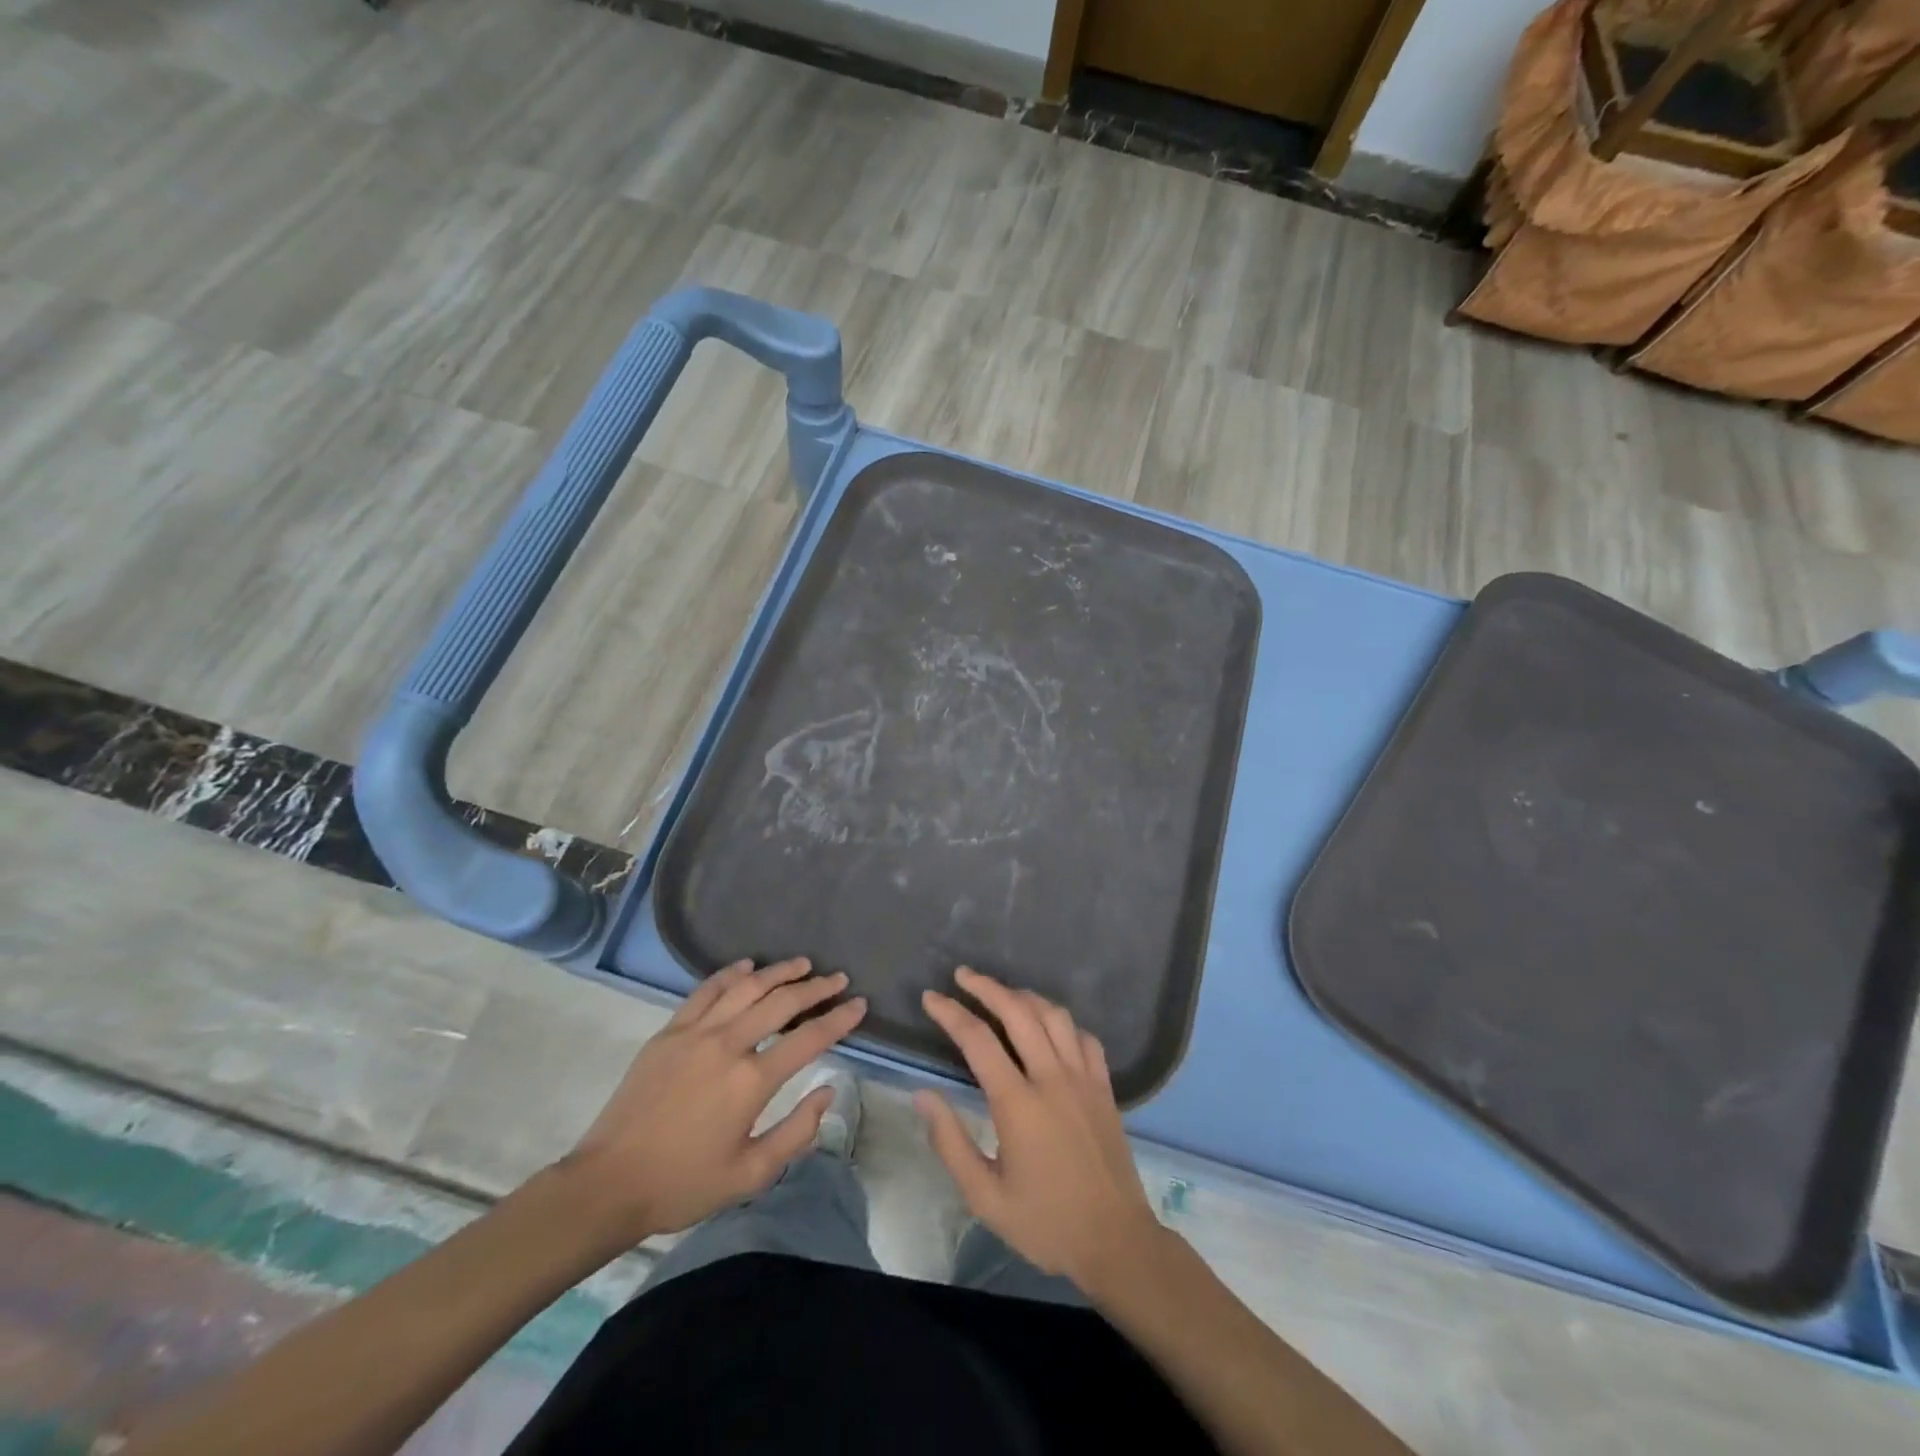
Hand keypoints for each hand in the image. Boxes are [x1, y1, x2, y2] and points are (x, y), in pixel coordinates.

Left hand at [560, 958, 866, 1244]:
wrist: (608, 1184)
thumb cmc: (684, 1185)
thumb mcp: (750, 1174)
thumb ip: (797, 1132)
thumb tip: (828, 1092)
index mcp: (752, 1081)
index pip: (809, 1038)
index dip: (839, 1019)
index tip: (859, 1004)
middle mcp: (728, 1044)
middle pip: (781, 1002)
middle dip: (816, 987)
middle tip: (837, 978)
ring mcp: (695, 1033)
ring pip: (746, 987)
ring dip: (778, 972)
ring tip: (802, 963)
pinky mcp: (669, 1032)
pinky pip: (706, 991)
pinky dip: (730, 974)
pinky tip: (747, 967)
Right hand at [916, 967, 1163, 1292]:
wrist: (1116, 1242)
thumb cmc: (1045, 1223)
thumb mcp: (985, 1197)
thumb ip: (950, 1142)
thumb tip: (922, 1095)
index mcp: (1019, 1104)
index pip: (978, 1040)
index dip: (951, 1013)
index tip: (931, 998)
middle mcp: (1052, 1078)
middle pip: (1018, 1012)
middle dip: (986, 987)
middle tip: (962, 975)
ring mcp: (1083, 1078)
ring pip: (1054, 1016)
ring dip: (1024, 996)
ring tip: (1002, 993)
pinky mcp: (1104, 1086)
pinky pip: (1084, 1037)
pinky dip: (1062, 1022)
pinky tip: (1050, 1026)